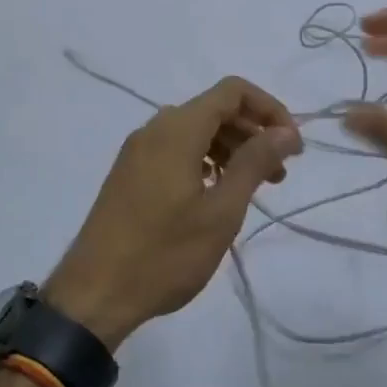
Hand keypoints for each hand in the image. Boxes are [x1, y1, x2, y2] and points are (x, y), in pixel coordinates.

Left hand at [46, 77, 302, 346]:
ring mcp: (137, 152)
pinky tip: (216, 193)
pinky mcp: (129, 174)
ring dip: (230, 149)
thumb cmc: (164, 254)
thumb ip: (254, 163)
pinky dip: (204, 161)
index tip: (292, 146)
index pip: (232, 91)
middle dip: (253, 133)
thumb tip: (286, 132)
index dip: (269, 109)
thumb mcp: (221, 211)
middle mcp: (154, 129)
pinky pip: (175, 151)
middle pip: (214, 110)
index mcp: (177, 130)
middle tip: (280, 173)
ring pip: (194, 131)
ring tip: (254, 187)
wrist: (94, 294)